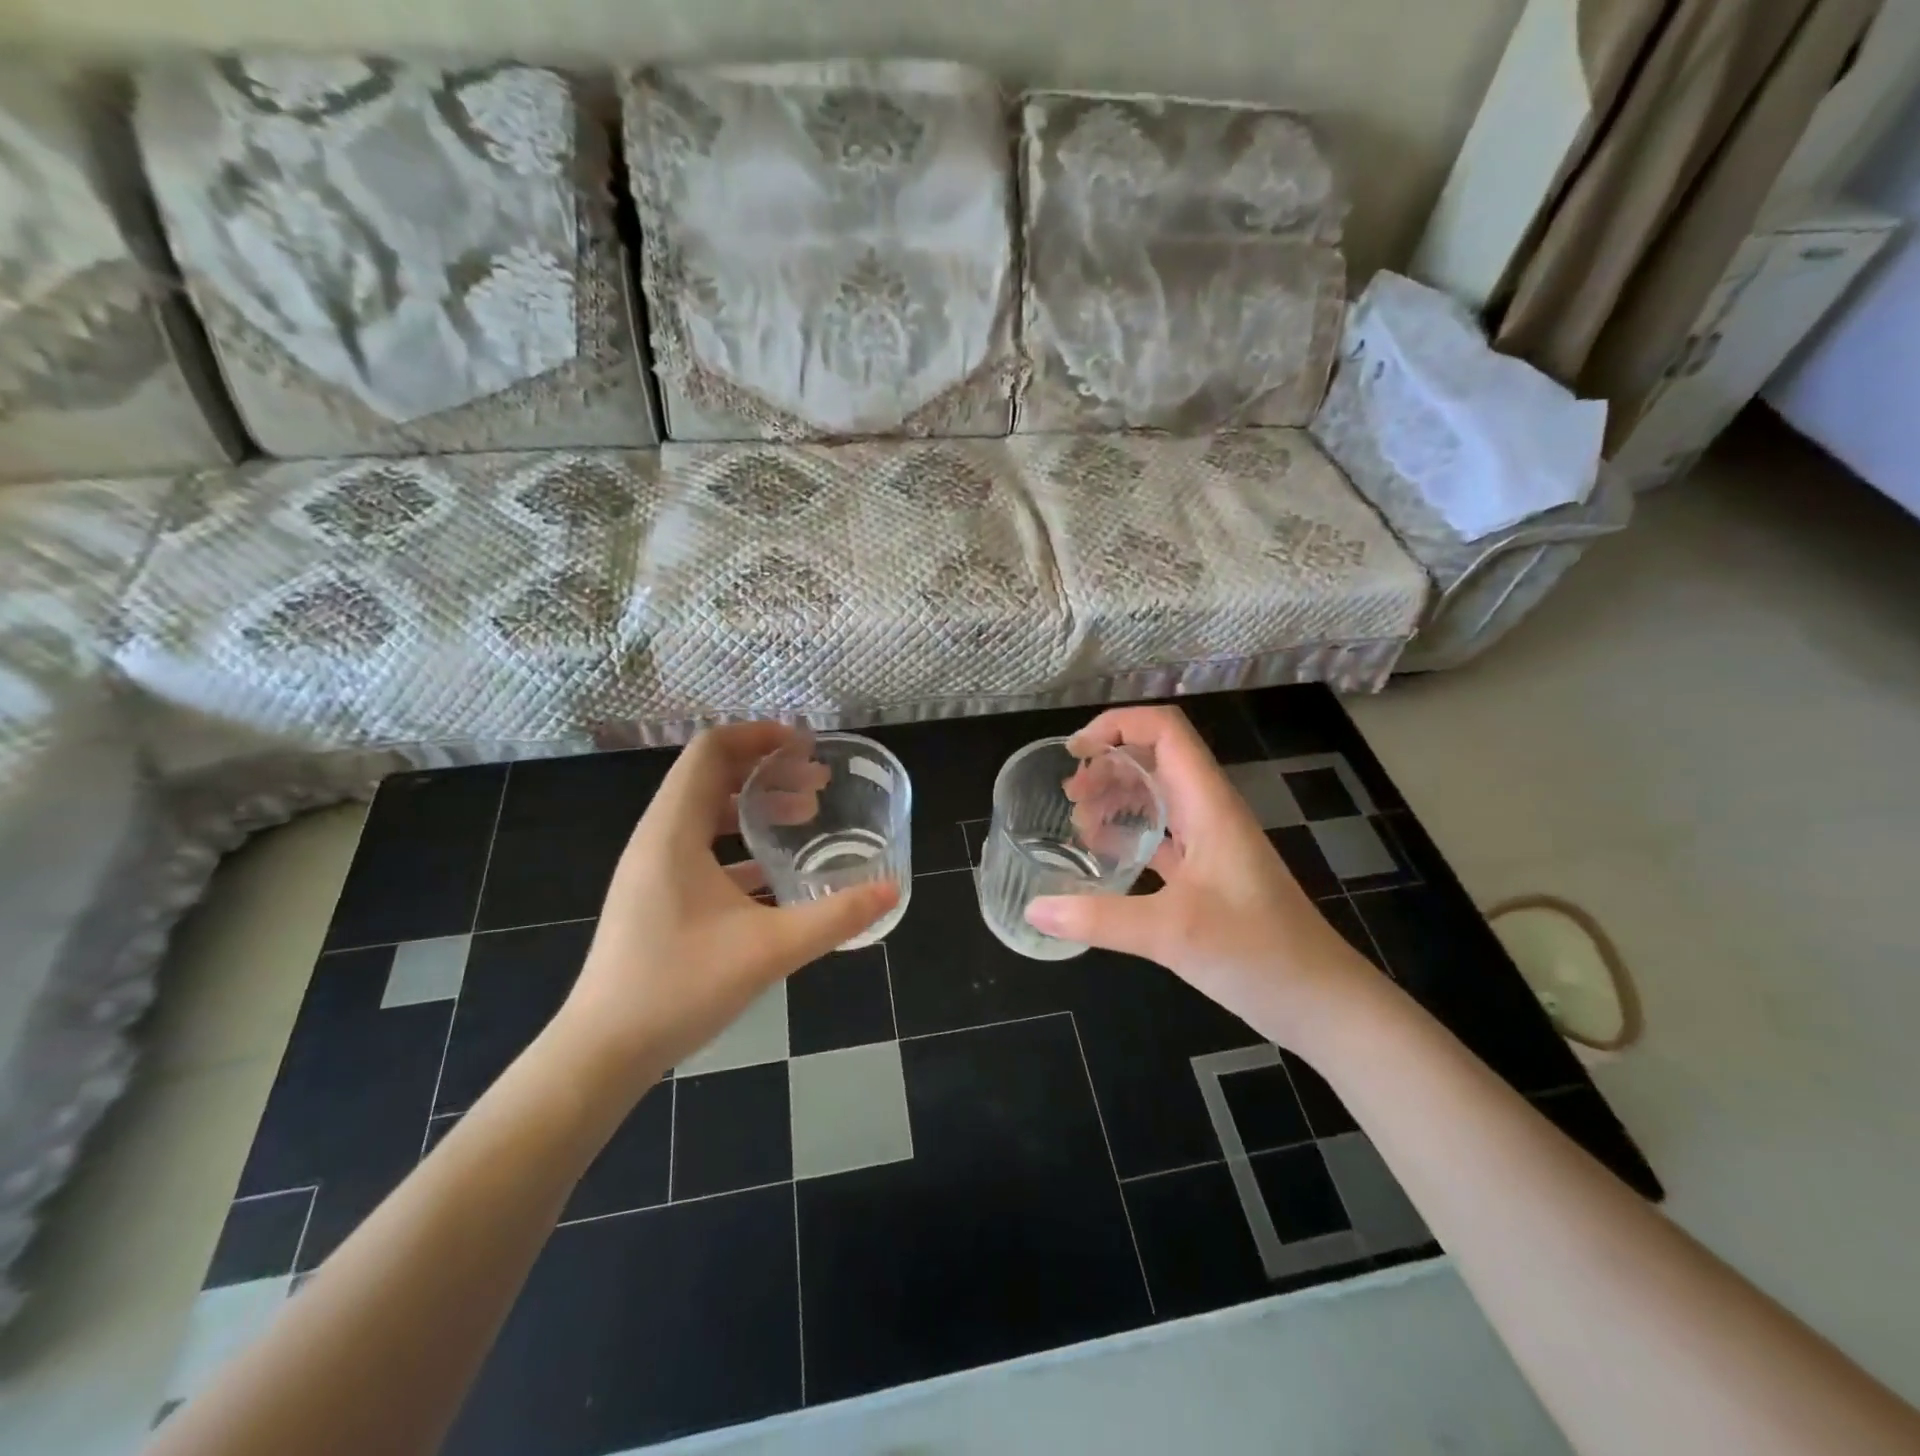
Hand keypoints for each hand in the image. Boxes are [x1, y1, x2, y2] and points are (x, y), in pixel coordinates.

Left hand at [554, 724, 898, 1086]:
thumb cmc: (680, 988)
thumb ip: (835, 917)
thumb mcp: (769, 950)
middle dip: (767, 769)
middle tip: (818, 781)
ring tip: (805, 815)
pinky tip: (775, 873)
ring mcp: (652, 870)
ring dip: (756, 805)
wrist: (603, 1051)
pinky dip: (740, 844)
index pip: (711, 751)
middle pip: (710, 776)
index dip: (759, 735)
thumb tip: (891, 890)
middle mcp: (657, 839)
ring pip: (706, 813)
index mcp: (674, 832)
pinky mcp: (655, 897)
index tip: (806, 745)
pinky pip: (700, 848)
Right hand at [1026, 706, 1377, 1047]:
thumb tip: (1034, 909)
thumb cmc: (1257, 953)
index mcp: (1209, 804)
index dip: (1118, 725)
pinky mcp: (1208, 874)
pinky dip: (1129, 833)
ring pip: (1158, 797)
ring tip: (1078, 821)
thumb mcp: (1172, 933)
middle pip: (1155, 759)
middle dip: (1108, 764)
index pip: (1165, 730)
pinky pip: (1162, 835)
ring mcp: (1211, 843)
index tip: (1075, 752)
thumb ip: (1099, 918)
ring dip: (1117, 797)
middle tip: (1069, 795)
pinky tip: (1103, 854)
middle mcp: (1210, 812)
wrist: (1321, 1002)